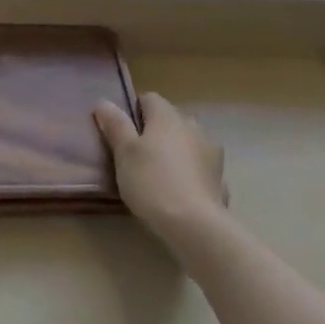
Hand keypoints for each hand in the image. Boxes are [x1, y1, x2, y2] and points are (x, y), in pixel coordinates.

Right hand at [93, 92, 226, 244]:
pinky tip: (179, 189)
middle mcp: (192, 126)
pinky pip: (200, 165)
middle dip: (155, 130)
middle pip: (170, 119)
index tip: (121, 131)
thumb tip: (104, 102)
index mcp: (167, 116)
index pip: (149, 98)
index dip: (133, 110)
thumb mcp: (124, 152)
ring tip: (159, 171)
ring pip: (188, 141)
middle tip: (137, 153)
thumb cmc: (151, 181)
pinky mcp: (220, 177)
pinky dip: (190, 170)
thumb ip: (115, 125)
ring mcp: (211, 151)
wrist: (195, 225)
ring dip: (175, 149)